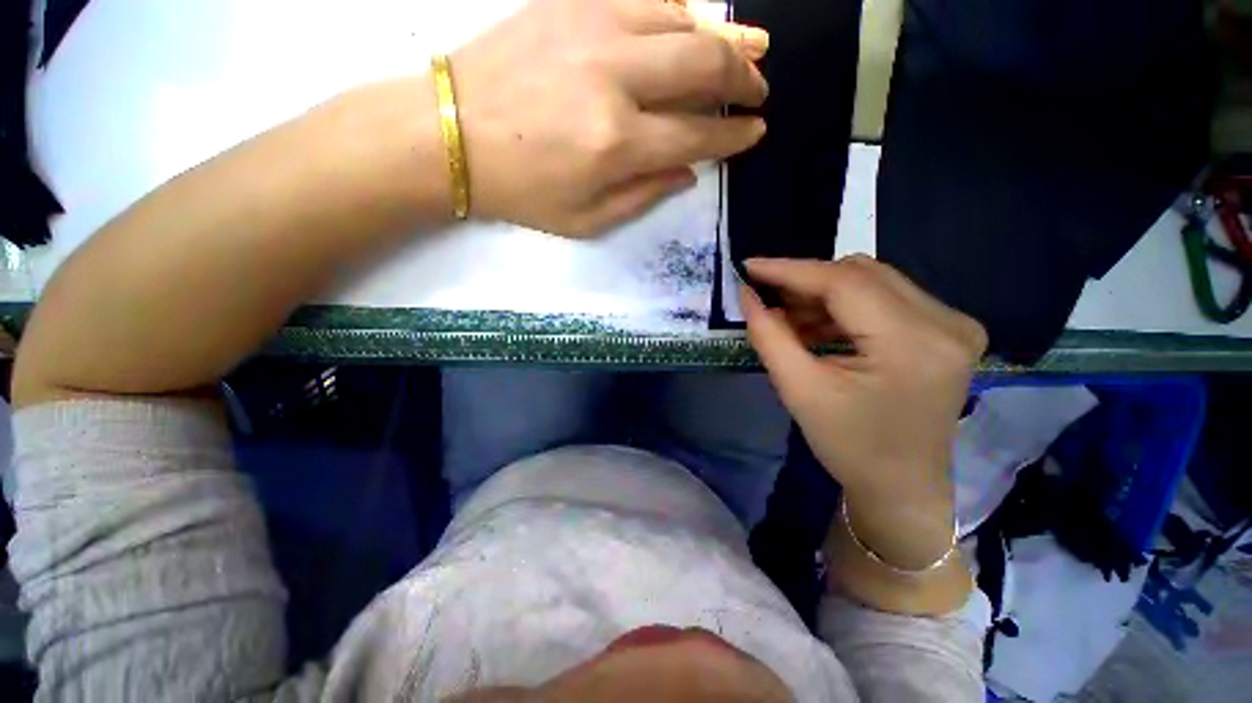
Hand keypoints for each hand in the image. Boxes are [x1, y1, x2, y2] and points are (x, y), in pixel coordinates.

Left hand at [451, 0, 767, 236]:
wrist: (452, 134)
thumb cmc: (522, 191)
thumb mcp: (587, 220)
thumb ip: (643, 196)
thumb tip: (688, 171)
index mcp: (617, 144)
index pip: (698, 134)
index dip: (733, 136)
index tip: (754, 133)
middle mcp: (614, 78)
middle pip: (703, 65)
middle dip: (743, 79)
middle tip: (759, 90)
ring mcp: (593, 28)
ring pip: (683, 19)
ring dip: (726, 35)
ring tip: (751, 48)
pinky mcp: (570, 1)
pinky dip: (681, 10)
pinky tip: (695, 23)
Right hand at [742, 257, 985, 565]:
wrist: (901, 486)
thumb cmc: (849, 446)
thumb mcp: (799, 390)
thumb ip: (769, 335)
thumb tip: (747, 295)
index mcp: (913, 343)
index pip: (844, 282)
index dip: (790, 270)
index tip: (749, 266)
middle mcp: (946, 322)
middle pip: (861, 273)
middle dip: (806, 282)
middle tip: (767, 298)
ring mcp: (953, 324)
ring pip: (872, 281)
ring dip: (823, 295)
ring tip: (789, 319)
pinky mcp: (947, 331)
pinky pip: (885, 298)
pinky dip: (844, 307)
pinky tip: (817, 327)